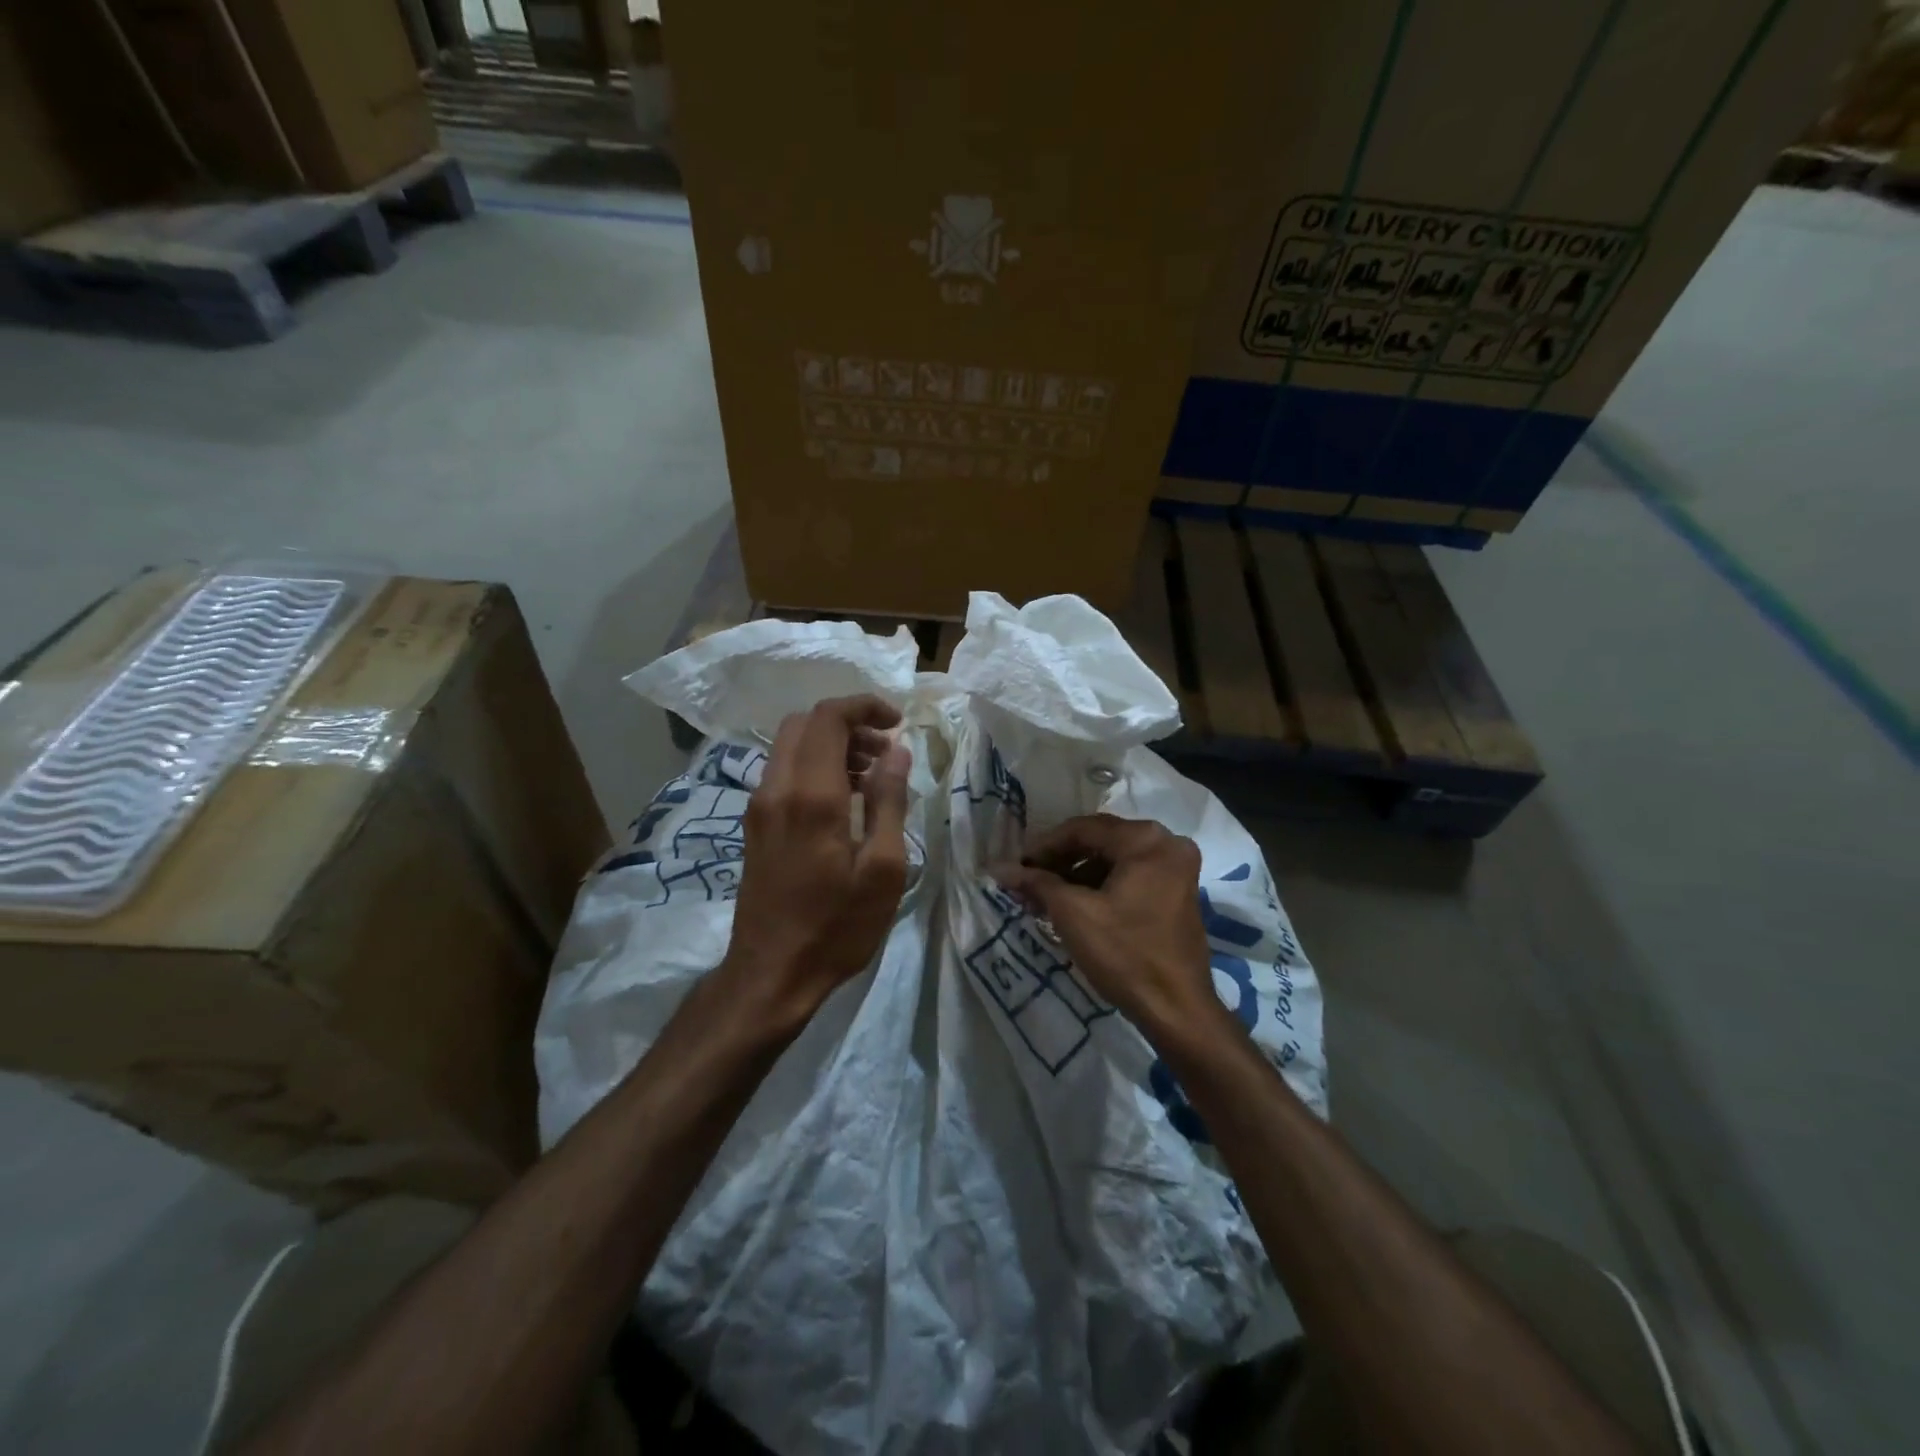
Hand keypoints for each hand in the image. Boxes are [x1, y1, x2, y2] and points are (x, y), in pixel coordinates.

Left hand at [721, 695, 912, 1026]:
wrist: (770, 974)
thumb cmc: (836, 927)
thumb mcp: (882, 868)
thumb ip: (889, 801)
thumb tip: (897, 750)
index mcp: (810, 795)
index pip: (828, 717)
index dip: (865, 706)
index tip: (898, 724)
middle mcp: (777, 789)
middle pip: (804, 723)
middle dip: (848, 723)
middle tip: (885, 751)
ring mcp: (759, 806)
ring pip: (791, 745)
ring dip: (830, 744)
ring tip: (870, 775)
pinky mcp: (755, 824)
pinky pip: (783, 772)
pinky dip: (814, 765)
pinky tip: (842, 800)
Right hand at [995, 814, 1223, 1039]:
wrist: (1177, 1010)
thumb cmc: (1124, 954)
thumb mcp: (1073, 914)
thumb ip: (1036, 883)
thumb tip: (1000, 868)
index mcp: (1146, 840)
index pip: (1083, 829)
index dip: (1044, 846)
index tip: (1017, 866)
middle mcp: (1167, 843)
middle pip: (1100, 841)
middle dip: (1060, 861)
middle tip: (1028, 881)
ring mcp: (1177, 868)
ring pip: (1114, 859)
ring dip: (1078, 874)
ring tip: (1045, 897)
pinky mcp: (1178, 891)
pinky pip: (1131, 875)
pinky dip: (1101, 886)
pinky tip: (1074, 904)